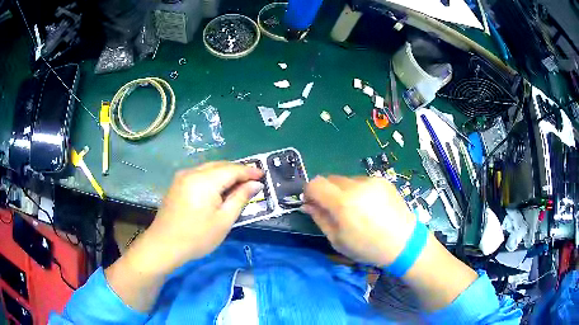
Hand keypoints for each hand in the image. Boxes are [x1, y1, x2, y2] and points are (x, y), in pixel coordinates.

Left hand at [142, 162, 263, 270]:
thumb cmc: (197, 237)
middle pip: (220, 165)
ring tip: (239, 184)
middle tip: (253, 180)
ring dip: (225, 173)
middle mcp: (192, 172)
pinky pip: (199, 174)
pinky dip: (213, 177)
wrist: (164, 245)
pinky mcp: (177, 183)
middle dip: (237, 170)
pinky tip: (218, 188)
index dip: (249, 171)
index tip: (263, 174)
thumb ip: (240, 199)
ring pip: (209, 168)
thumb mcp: (223, 221)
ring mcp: (182, 177)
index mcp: (204, 181)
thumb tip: (255, 184)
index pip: (232, 170)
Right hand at [303, 176, 415, 266]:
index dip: (309, 192)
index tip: (312, 204)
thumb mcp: (338, 240)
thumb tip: (308, 205)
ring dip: (343, 191)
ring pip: (345, 180)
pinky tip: (369, 206)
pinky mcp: (383, 181)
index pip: (315, 184)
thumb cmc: (368, 248)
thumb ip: (320, 219)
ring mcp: (371, 181)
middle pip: (329, 179)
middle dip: (326, 192)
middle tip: (333, 209)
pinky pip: (361, 181)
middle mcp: (356, 186)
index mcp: (343, 203)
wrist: (404, 243)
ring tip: (355, 209)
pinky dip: (358, 191)